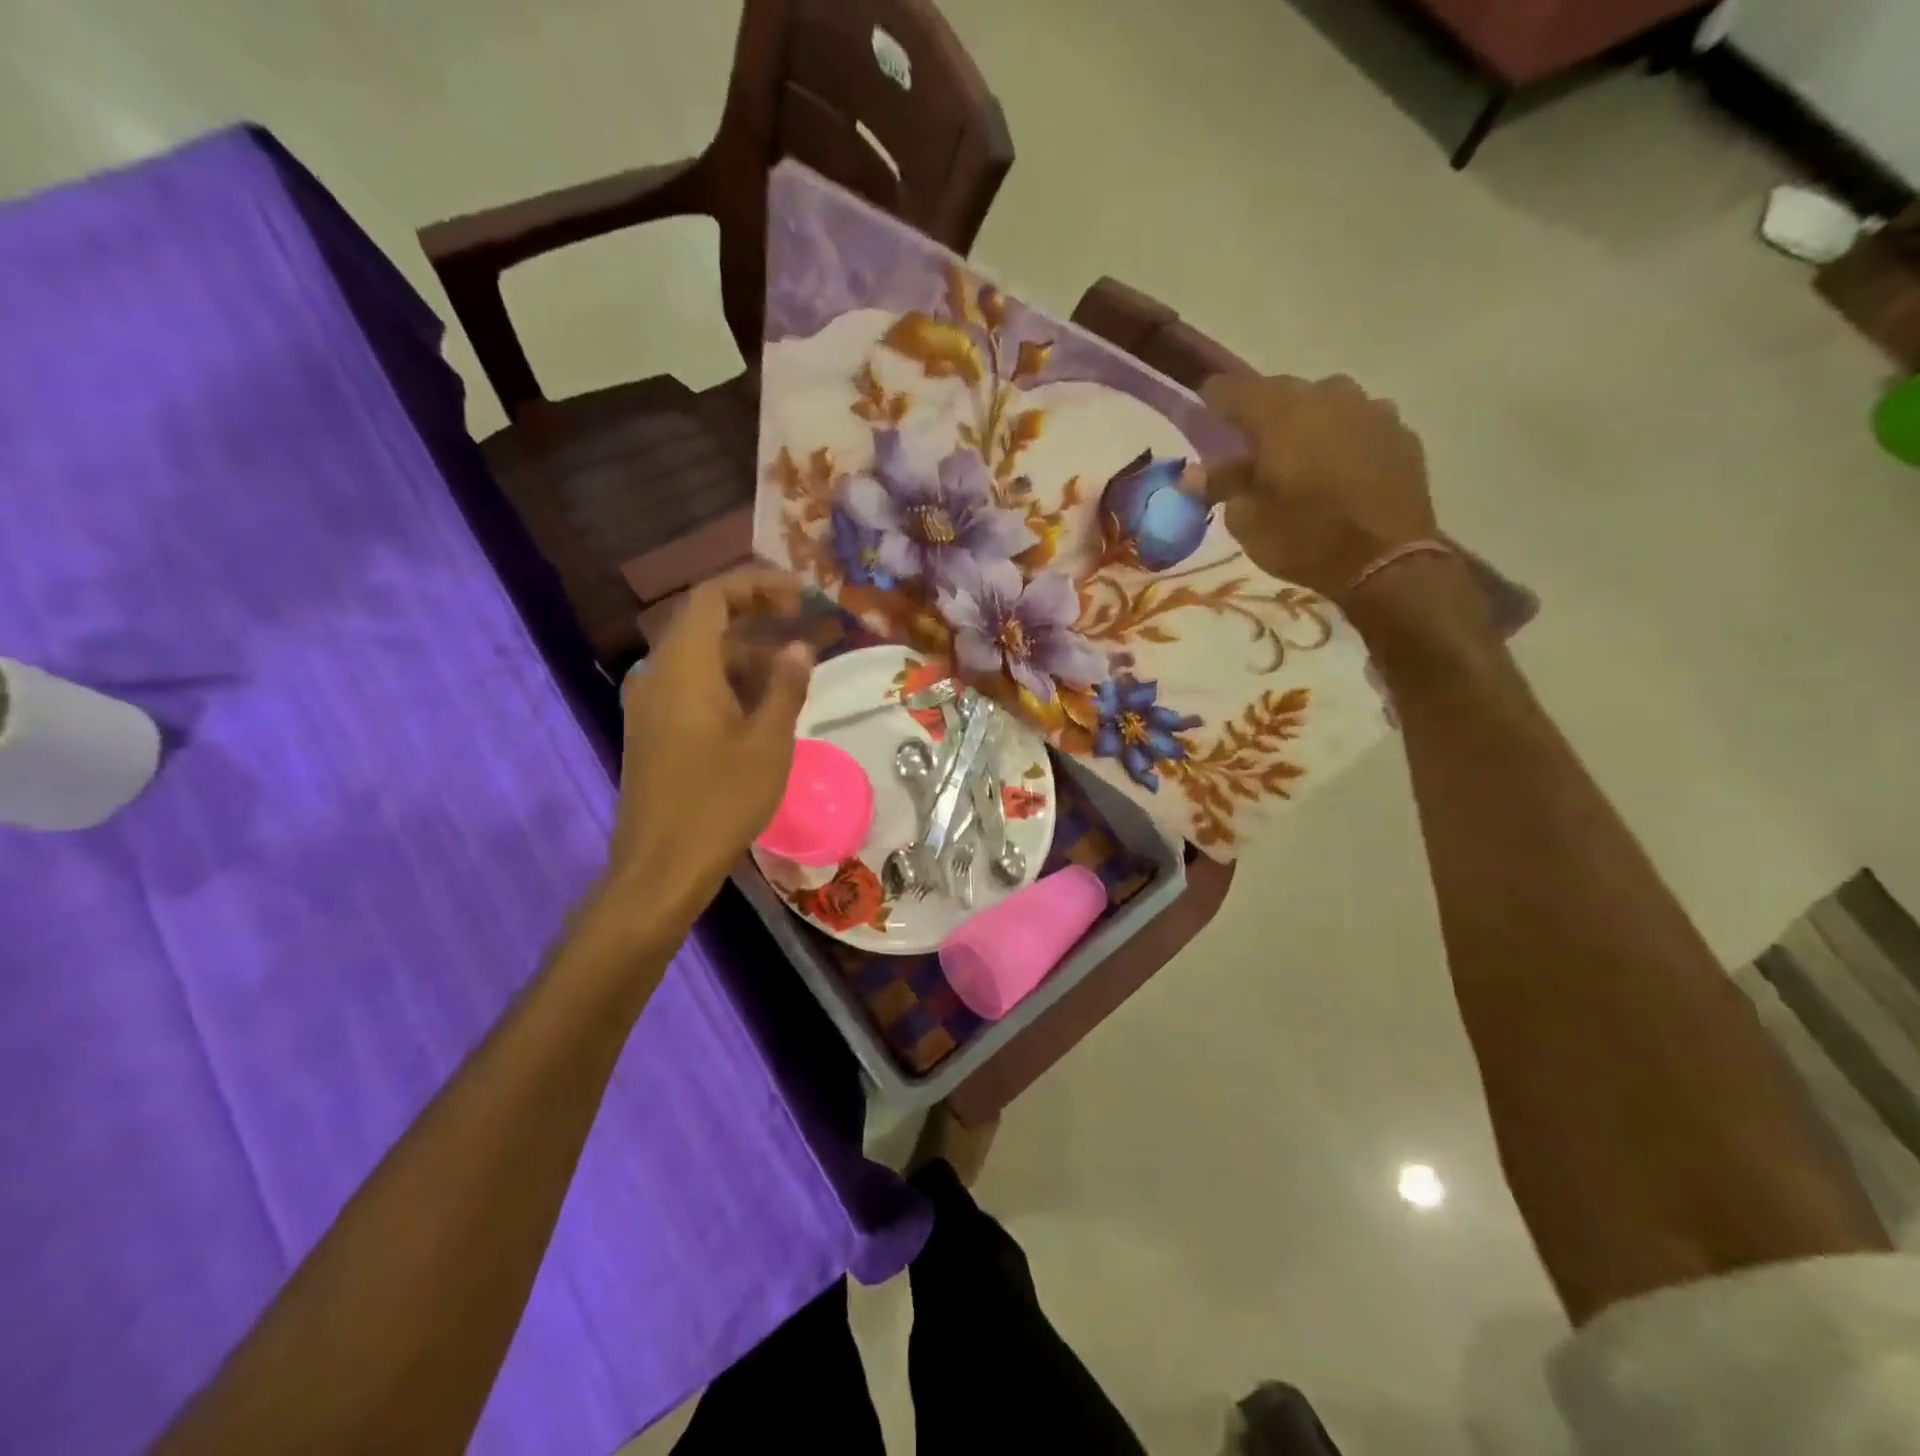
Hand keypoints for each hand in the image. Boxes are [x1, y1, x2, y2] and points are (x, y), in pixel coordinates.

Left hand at [600, 569, 813, 932]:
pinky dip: (726, 679)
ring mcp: (650, 703)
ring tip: (792, 666)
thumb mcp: (768, 741)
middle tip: (800, 619)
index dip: (756, 584)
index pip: (713, 596)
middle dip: (753, 613)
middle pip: (703, 620)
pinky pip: (690, 684)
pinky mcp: (652, 729)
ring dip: (744, 650)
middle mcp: (658, 673)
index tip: (799, 593)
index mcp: (683, 666)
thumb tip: (798, 647)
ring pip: (698, 656)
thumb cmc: (720, 800)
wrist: (661, 865)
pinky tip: (761, 703)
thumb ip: (785, 686)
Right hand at [1202, 374, 1436, 602]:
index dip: (1213, 401)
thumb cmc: (1305, 538)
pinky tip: (1338, 466)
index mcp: (1279, 413)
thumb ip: (1221, 486)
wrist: (1386, 561)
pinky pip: (1359, 422)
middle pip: (1281, 392)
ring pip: (1325, 402)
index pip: (1232, 389)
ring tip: (1298, 455)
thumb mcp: (1247, 520)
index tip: (1202, 416)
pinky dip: (1342, 437)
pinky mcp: (1400, 432)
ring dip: (1305, 422)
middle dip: (1261, 414)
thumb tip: (1193, 474)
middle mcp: (1325, 396)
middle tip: (1249, 447)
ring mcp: (1369, 409)